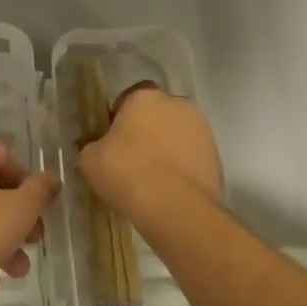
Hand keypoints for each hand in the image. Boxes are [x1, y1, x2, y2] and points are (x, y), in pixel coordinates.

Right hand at [78, 86, 222, 218]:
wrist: (175, 209)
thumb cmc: (126, 173)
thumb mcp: (89, 160)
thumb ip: (90, 147)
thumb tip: (94, 149)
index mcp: (145, 97)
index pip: (129, 98)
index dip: (119, 118)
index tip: (111, 140)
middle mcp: (177, 104)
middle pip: (157, 114)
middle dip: (147, 130)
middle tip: (132, 158)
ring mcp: (202, 130)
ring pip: (178, 134)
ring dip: (167, 148)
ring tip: (152, 178)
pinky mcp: (217, 158)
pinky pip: (192, 157)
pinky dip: (183, 168)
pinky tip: (170, 190)